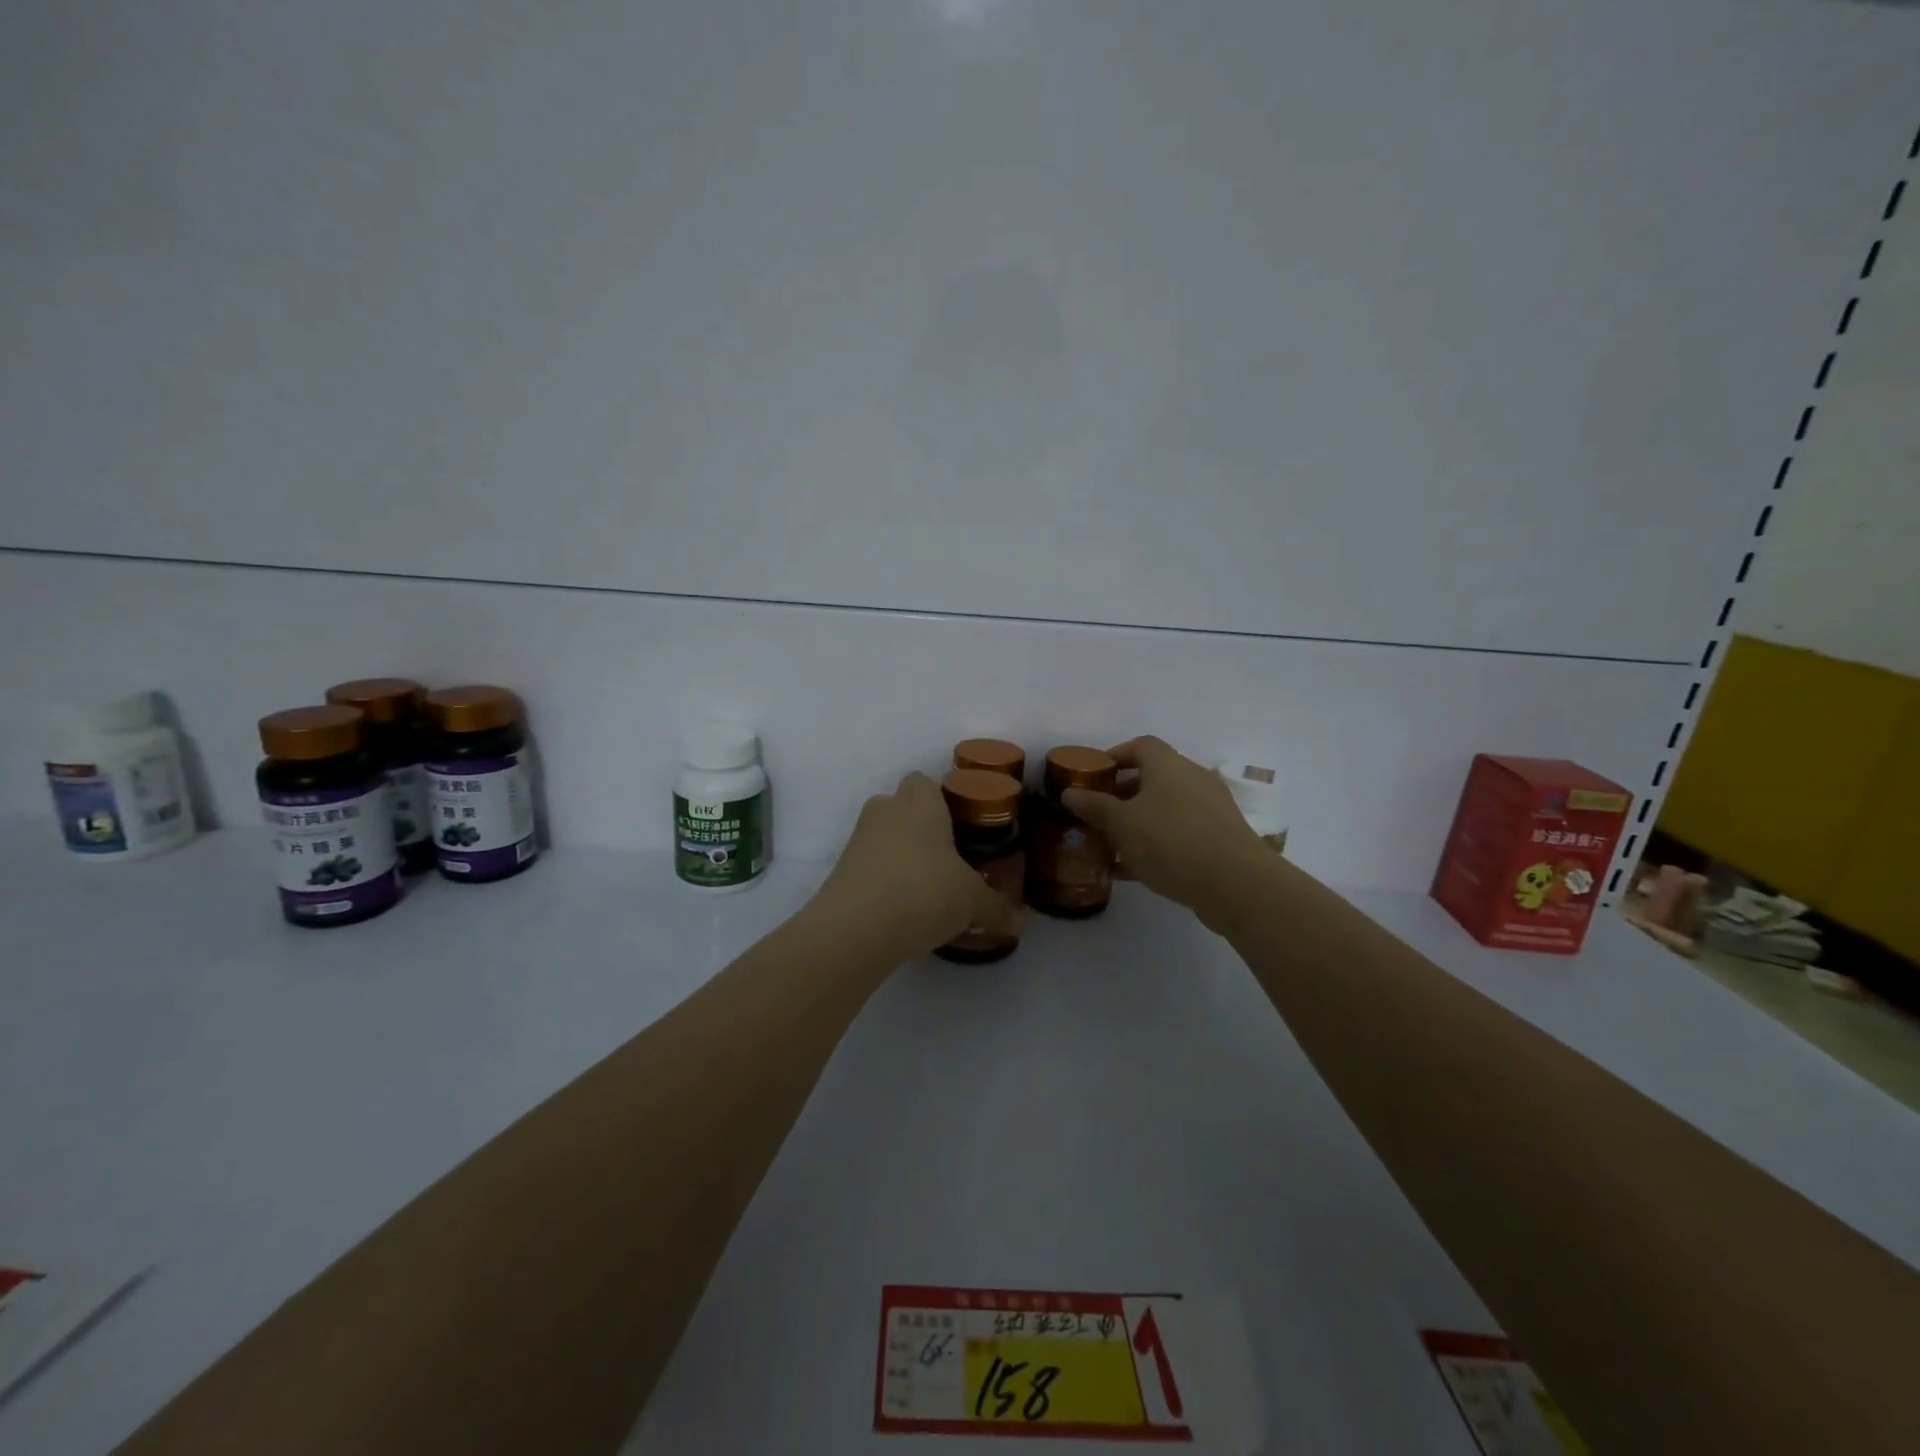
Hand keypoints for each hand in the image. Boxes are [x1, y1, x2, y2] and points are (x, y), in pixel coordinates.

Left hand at [812, 772, 1020, 959]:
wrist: (855, 930)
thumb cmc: (924, 892)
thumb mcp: (973, 902)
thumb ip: (998, 908)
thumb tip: (1022, 923)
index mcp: (919, 801)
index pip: (926, 781)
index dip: (944, 799)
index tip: (964, 825)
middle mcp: (885, 810)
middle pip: (905, 808)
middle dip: (925, 829)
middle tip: (952, 859)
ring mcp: (858, 839)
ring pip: (886, 838)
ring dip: (904, 857)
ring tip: (931, 890)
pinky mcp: (841, 870)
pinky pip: (872, 866)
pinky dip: (886, 881)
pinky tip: (906, 911)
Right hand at [1062, 737, 1271, 924]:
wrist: (1235, 884)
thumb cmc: (1171, 842)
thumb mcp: (1121, 824)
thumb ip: (1094, 806)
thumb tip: (1070, 792)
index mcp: (1168, 765)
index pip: (1140, 746)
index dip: (1115, 756)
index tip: (1094, 776)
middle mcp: (1193, 778)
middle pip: (1153, 777)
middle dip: (1123, 794)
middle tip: (1099, 814)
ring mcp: (1211, 808)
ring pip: (1167, 808)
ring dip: (1140, 821)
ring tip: (1113, 844)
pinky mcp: (1221, 837)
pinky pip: (1181, 833)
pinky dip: (1158, 843)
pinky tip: (1136, 870)